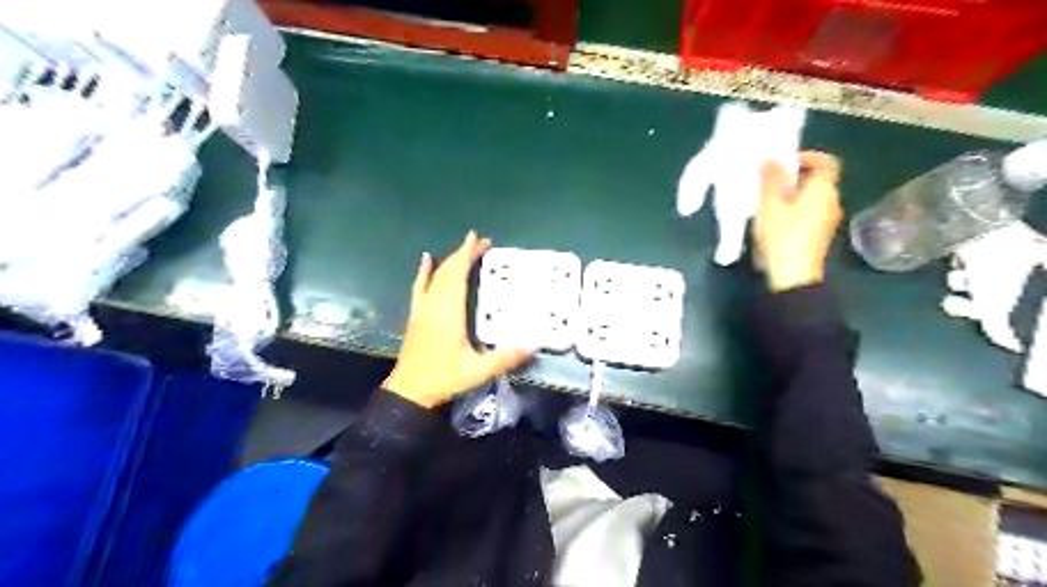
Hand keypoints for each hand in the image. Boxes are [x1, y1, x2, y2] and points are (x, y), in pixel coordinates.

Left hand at [381, 231, 534, 405]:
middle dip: (463, 254)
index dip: (467, 255)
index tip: (479, 239)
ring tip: (464, 250)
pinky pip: (419, 287)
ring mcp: (422, 309)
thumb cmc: (444, 379)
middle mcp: (434, 305)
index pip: (458, 276)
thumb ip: (505, 358)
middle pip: (448, 271)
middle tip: (482, 243)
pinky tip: (426, 259)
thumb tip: (533, 345)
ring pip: (435, 276)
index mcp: (449, 313)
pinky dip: (424, 272)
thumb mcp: (478, 372)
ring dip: (450, 260)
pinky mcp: (416, 315)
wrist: (409, 391)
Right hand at [753, 148, 840, 289]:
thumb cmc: (782, 236)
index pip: (826, 161)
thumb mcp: (770, 205)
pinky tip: (775, 218)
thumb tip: (772, 160)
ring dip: (793, 193)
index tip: (784, 162)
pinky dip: (795, 208)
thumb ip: (771, 179)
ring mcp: (828, 220)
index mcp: (824, 190)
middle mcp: (832, 201)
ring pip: (813, 196)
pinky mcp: (819, 234)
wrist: (793, 276)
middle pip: (819, 179)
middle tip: (770, 180)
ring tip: (768, 199)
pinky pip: (810, 211)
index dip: (807, 156)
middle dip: (795, 175)